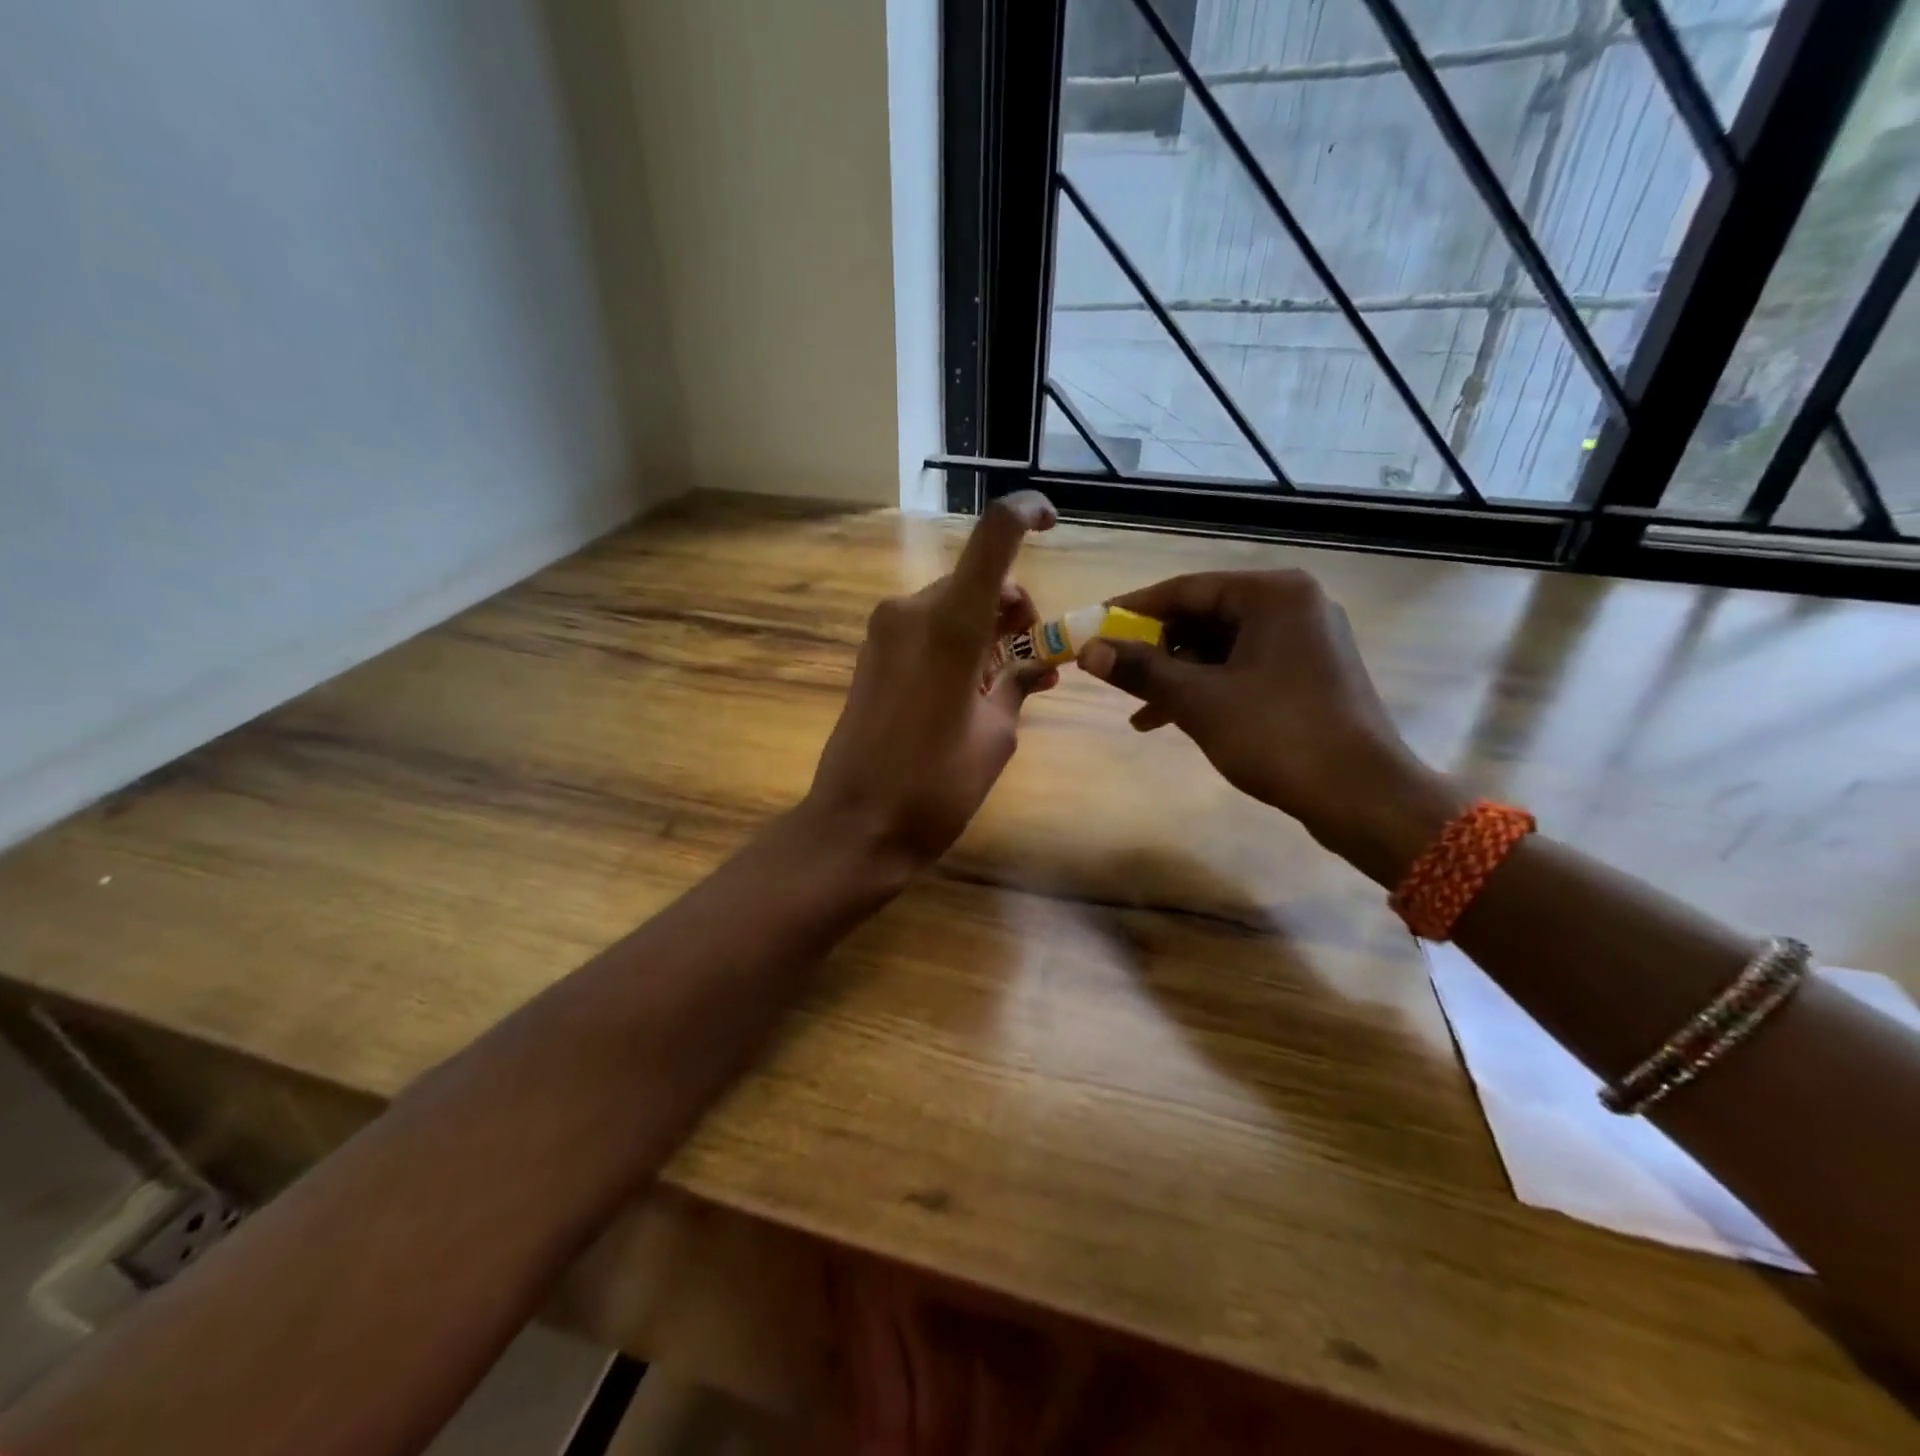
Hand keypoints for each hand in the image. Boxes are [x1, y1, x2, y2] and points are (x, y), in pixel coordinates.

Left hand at [803, 492, 1058, 870]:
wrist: (856, 825)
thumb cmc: (936, 785)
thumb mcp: (996, 736)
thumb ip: (1019, 685)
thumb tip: (1036, 665)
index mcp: (950, 622)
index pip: (994, 535)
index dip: (1027, 513)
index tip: (1053, 523)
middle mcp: (912, 610)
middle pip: (977, 579)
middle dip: (1015, 610)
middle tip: (1038, 662)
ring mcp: (885, 631)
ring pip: (953, 605)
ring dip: (988, 629)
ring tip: (1011, 684)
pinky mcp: (871, 654)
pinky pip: (927, 629)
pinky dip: (958, 643)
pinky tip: (973, 687)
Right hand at [1077, 570, 1459, 880]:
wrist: (1361, 796)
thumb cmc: (1277, 735)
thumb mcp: (1198, 701)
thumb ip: (1140, 670)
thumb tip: (1088, 649)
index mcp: (1272, 595)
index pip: (1186, 589)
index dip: (1133, 609)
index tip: (1093, 626)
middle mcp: (1292, 606)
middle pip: (1203, 617)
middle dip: (1155, 649)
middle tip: (1115, 672)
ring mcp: (1304, 642)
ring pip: (1220, 648)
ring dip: (1176, 676)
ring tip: (1137, 708)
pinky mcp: (1307, 675)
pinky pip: (1241, 669)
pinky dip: (1205, 689)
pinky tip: (1168, 719)